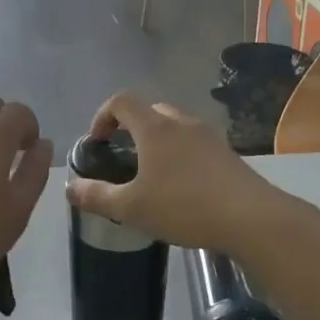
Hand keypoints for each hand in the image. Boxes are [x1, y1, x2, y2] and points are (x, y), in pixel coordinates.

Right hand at [65, 93, 291, 254]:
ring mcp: (208, 136)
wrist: (251, 218)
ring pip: (175, 125)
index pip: (121, 101)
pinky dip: (180, 154)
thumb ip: (97, 196)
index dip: (102, 116)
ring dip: (158, 140)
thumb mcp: (131, 208)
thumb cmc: (184, 207)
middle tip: (123, 156)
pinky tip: (182, 186)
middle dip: (131, 127)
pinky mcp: (227, 153)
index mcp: (154, 128)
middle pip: (149, 110)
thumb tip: (69, 188)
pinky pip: (194, 142)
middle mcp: (181, 123)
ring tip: (152, 173)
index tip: (97, 142)